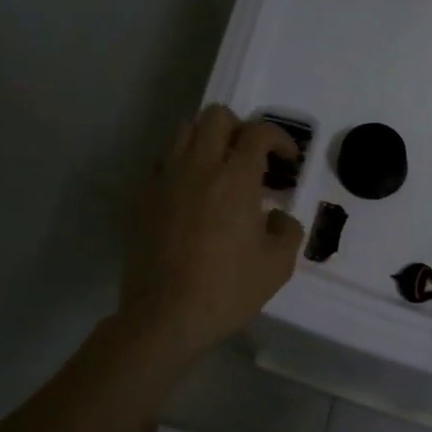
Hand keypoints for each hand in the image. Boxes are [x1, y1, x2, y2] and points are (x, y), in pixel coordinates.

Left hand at [119, 105, 303, 355]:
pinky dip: (183, 165)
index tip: (288, 160)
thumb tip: (278, 217)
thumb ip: (287, 230)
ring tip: (220, 170)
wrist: (165, 315)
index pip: (259, 132)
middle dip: (240, 128)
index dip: (280, 139)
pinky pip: (164, 162)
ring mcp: (165, 179)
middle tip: (252, 158)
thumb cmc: (228, 289)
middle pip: (216, 116)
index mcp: (236, 177)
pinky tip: (193, 194)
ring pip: (184, 131)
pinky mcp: (143, 198)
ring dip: (208, 140)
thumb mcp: (278, 265)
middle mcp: (199, 166)